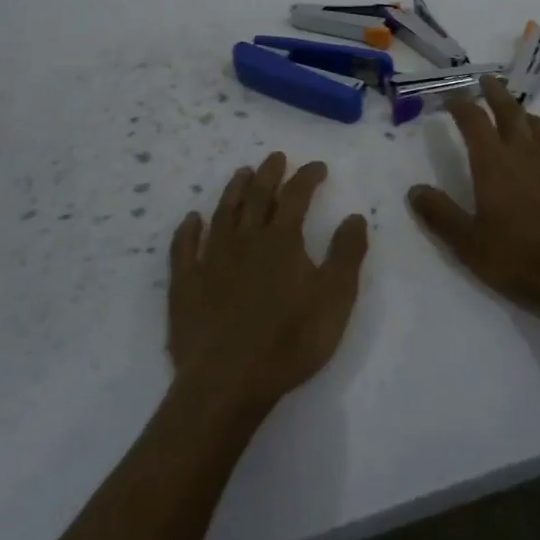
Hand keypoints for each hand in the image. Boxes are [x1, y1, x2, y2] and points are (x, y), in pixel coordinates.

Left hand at [169, 152, 368, 413]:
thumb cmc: (289, 340)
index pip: (296, 196)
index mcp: (282, 241)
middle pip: (257, 196)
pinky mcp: (186, 285)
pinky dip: (188, 230)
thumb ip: (346, 254)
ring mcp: (211, 260)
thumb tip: (354, 216)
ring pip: (223, 213)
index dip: (307, 177)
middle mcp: (245, 240)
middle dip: (269, 173)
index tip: (318, 167)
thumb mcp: (335, 299)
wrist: (228, 382)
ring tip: (242, 173)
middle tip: (275, 157)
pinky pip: (184, 248)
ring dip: (234, 190)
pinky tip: (192, 220)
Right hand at [407, 76, 539, 315]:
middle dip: (494, 93)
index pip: (473, 120)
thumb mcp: (470, 244)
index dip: (461, 105)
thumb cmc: (523, 257)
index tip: (451, 98)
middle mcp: (523, 152)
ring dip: (523, 116)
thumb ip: (440, 215)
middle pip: (508, 110)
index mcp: (492, 163)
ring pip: (538, 125)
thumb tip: (414, 190)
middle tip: (486, 80)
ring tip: (516, 115)